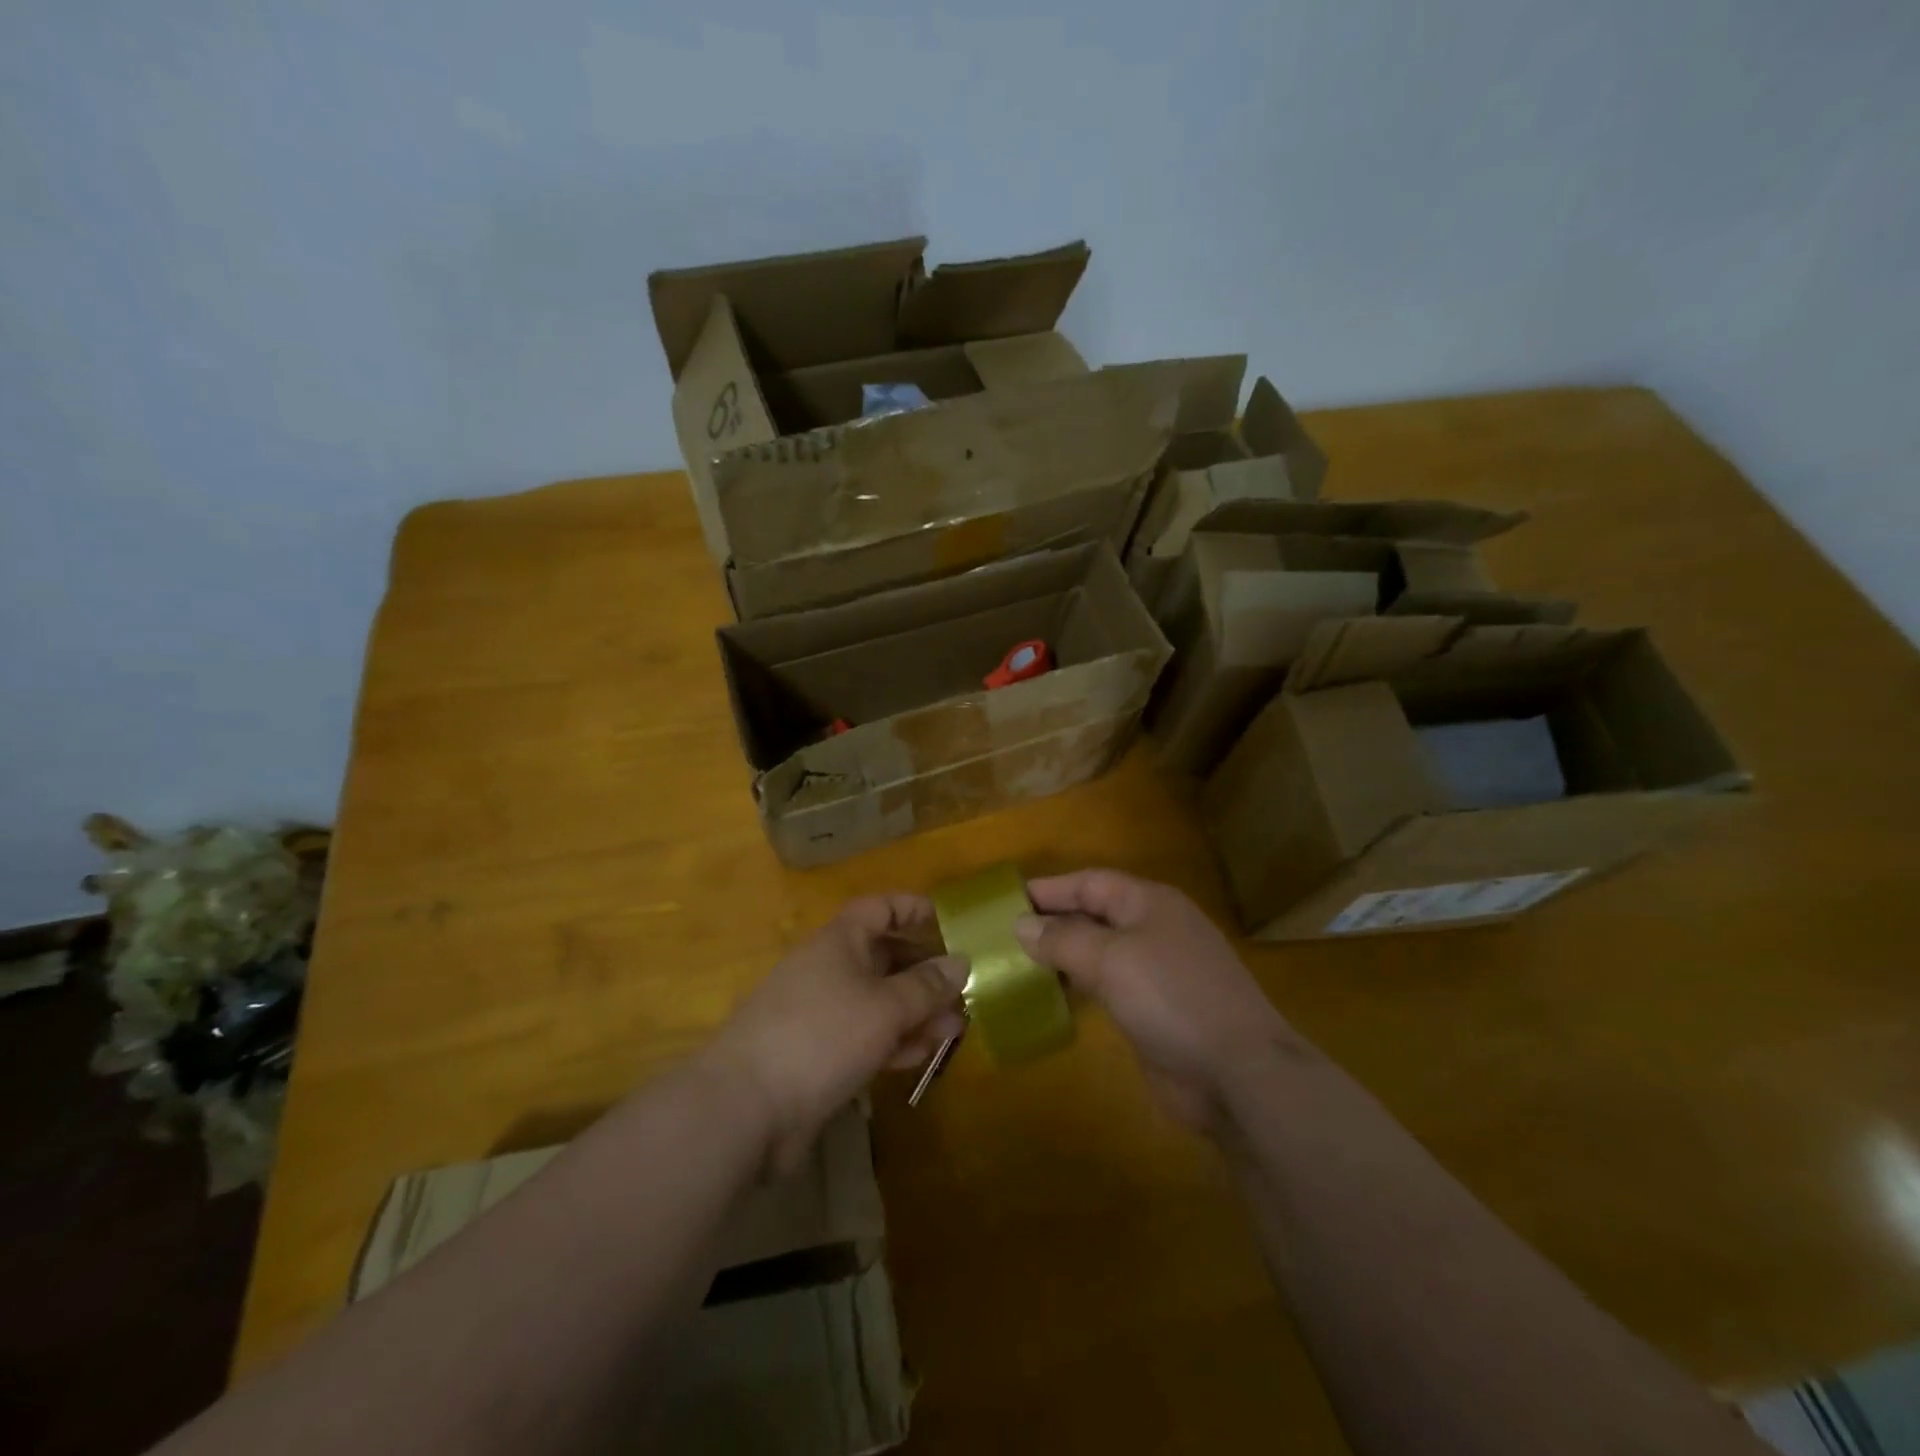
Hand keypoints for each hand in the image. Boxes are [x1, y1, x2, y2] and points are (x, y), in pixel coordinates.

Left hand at [705, 895, 965, 1171]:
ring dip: (915, 1012)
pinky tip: (921, 1055)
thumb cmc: (823, 1036)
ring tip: (954, 1029)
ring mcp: (820, 1013)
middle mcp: (828, 969)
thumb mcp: (885, 1007)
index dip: (911, 909)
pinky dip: (892, 1041)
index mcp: (839, 942)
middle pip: (882, 957)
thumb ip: (926, 986)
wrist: (746, 1106)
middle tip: (961, 991)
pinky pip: (863, 1036)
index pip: (878, 909)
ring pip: (877, 1001)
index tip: (946, 921)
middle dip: (923, 972)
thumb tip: (961, 961)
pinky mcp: (816, 1054)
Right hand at [1014, 869, 1297, 1130]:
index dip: (1049, 889)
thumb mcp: (1111, 959)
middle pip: (1095, 914)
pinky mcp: (1156, 1010)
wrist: (1238, 1073)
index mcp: (1149, 903)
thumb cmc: (1172, 998)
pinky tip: (1054, 997)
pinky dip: (1080, 987)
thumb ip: (1063, 939)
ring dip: (1063, 956)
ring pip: (1100, 952)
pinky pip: (1109, 987)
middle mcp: (1154, 930)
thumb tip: (1021, 924)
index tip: (1007, 900)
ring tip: (1019, 964)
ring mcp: (1158, 972)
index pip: (1090, 883)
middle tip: (1005, 935)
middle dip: (1053, 922)